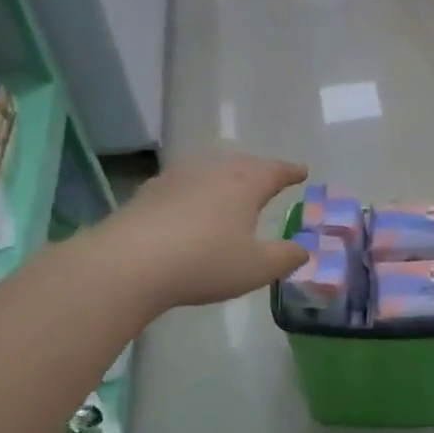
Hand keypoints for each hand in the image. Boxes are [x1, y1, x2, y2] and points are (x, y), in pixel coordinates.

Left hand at [112, 153, 311, 308]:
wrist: (129, 263)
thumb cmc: (204, 263)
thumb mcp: (256, 268)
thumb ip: (285, 257)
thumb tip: (304, 249)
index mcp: (244, 185)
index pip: (274, 171)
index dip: (290, 171)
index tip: (302, 170)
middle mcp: (212, 172)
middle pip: (242, 164)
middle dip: (259, 170)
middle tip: (270, 177)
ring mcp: (177, 178)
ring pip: (210, 169)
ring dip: (226, 176)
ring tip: (232, 187)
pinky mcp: (149, 192)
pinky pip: (184, 183)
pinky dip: (197, 190)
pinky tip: (192, 203)